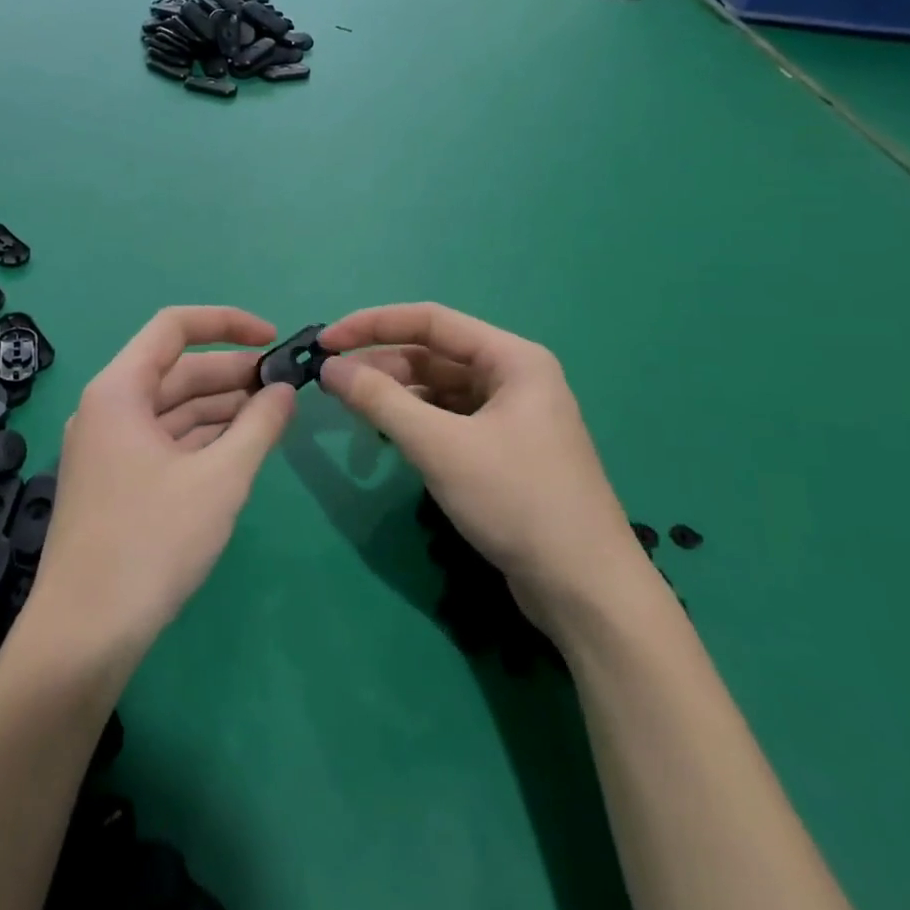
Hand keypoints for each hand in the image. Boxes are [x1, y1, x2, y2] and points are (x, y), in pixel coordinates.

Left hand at [29, 307, 296, 668]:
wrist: (85, 633)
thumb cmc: (152, 541)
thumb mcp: (220, 478)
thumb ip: (259, 425)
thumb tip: (284, 390)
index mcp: (119, 390)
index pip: (174, 327)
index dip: (227, 323)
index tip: (273, 339)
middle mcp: (107, 409)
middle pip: (176, 370)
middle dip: (232, 374)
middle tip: (285, 386)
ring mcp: (108, 447)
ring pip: (172, 409)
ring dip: (221, 408)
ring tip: (273, 415)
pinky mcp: (115, 481)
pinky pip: (165, 441)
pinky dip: (203, 439)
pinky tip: (240, 447)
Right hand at [316, 304, 647, 630]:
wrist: (584, 589)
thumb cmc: (516, 501)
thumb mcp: (440, 446)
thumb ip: (380, 400)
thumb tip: (329, 368)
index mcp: (512, 359)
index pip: (430, 321)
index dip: (373, 325)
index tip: (326, 341)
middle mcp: (514, 377)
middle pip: (434, 355)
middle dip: (382, 366)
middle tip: (332, 386)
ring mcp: (511, 416)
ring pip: (439, 390)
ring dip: (396, 396)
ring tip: (355, 412)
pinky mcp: (504, 451)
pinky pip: (449, 420)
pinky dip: (415, 423)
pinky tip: (389, 437)